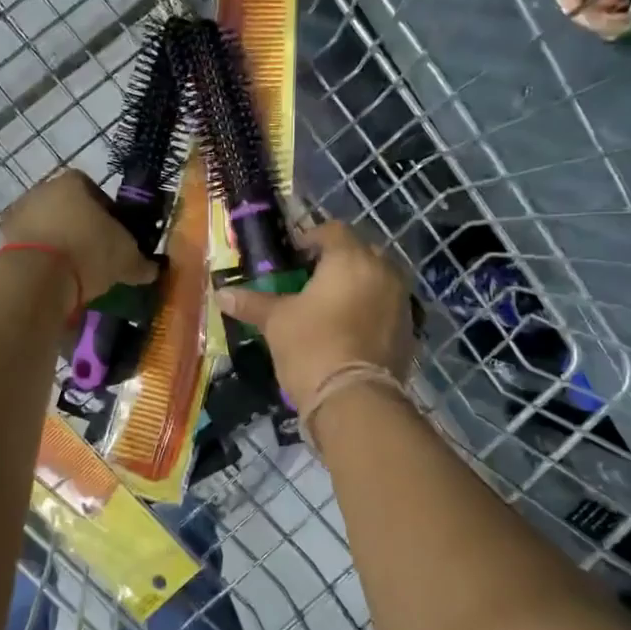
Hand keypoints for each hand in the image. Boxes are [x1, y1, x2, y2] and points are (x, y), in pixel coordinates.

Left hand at [0, 168, 157, 305]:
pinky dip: (42, 260)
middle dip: (81, 229)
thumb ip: (142, 262)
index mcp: (73, 182)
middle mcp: (42, 189)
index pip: (95, 190)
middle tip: (96, 256)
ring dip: (59, 244)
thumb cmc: (89, 252)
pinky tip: (54, 280)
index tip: (115, 237)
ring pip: (47, 227)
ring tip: (75, 272)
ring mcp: (19, 213)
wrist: (36, 277)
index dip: (108, 213)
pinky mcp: (2, 239)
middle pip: (68, 208)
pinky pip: (30, 247)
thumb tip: (153, 269)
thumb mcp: (127, 259)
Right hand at [217, 220, 415, 410]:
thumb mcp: (276, 322)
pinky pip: (387, 307)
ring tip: (332, 305)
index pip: (333, 231)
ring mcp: (401, 301)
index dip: (312, 238)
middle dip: (338, 260)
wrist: (354, 399)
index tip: (294, 255)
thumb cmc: (311, 346)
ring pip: (378, 280)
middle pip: (360, 252)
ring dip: (358, 284)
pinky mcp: (409, 330)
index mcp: (350, 259)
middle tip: (312, 278)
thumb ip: (252, 303)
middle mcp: (382, 271)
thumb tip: (221, 294)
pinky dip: (371, 310)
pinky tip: (350, 329)